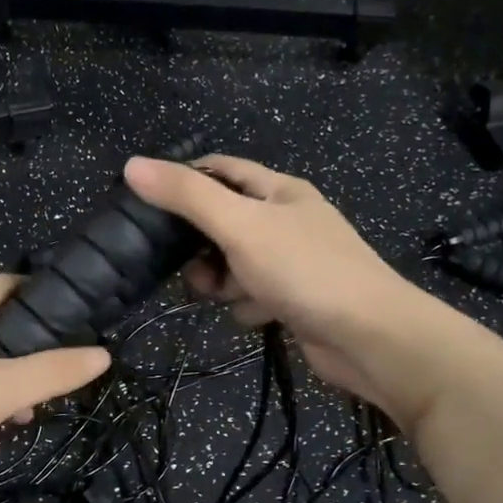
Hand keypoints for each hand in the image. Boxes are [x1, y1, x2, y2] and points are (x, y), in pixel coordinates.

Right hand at [123, 154, 450, 422]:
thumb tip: (132, 165)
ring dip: (220, 280)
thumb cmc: (304, 270)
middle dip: (198, 244)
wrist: (370, 337)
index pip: (220, 170)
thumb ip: (186, 196)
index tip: (147, 206)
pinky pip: (253, 294)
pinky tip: (256, 316)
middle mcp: (287, 220)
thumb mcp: (239, 225)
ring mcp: (294, 262)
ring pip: (234, 263)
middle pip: (223, 221)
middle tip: (183, 265)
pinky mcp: (296, 299)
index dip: (183, 181)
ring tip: (222, 295)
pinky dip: (247, 305)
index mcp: (279, 191)